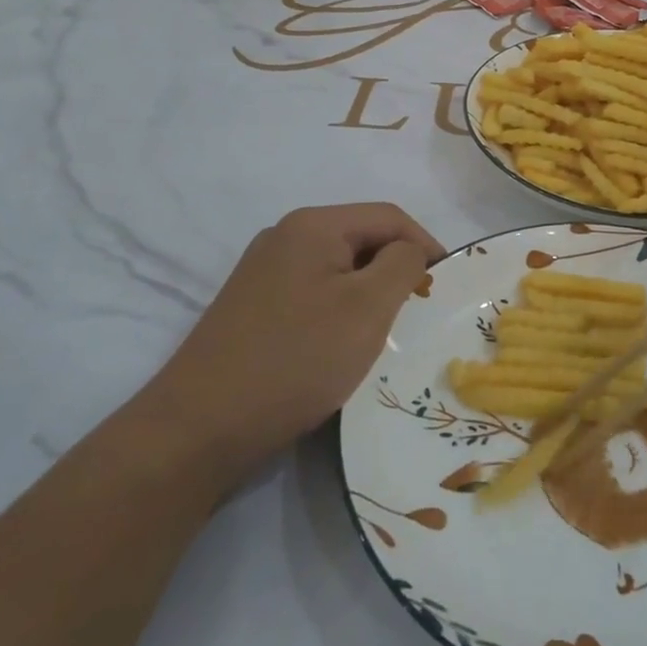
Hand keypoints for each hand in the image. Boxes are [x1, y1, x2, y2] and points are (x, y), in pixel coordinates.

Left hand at [151, 203, 443, 473]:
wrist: (199, 428)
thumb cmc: (296, 358)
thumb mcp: (367, 307)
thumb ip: (402, 264)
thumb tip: (409, 250)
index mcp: (312, 225)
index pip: (388, 216)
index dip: (426, 244)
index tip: (447, 285)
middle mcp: (283, 237)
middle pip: (360, 239)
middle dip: (395, 270)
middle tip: (418, 313)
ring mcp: (262, 273)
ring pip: (337, 269)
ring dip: (367, 293)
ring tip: (382, 334)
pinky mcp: (251, 308)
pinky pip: (312, 293)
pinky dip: (338, 311)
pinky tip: (339, 348)